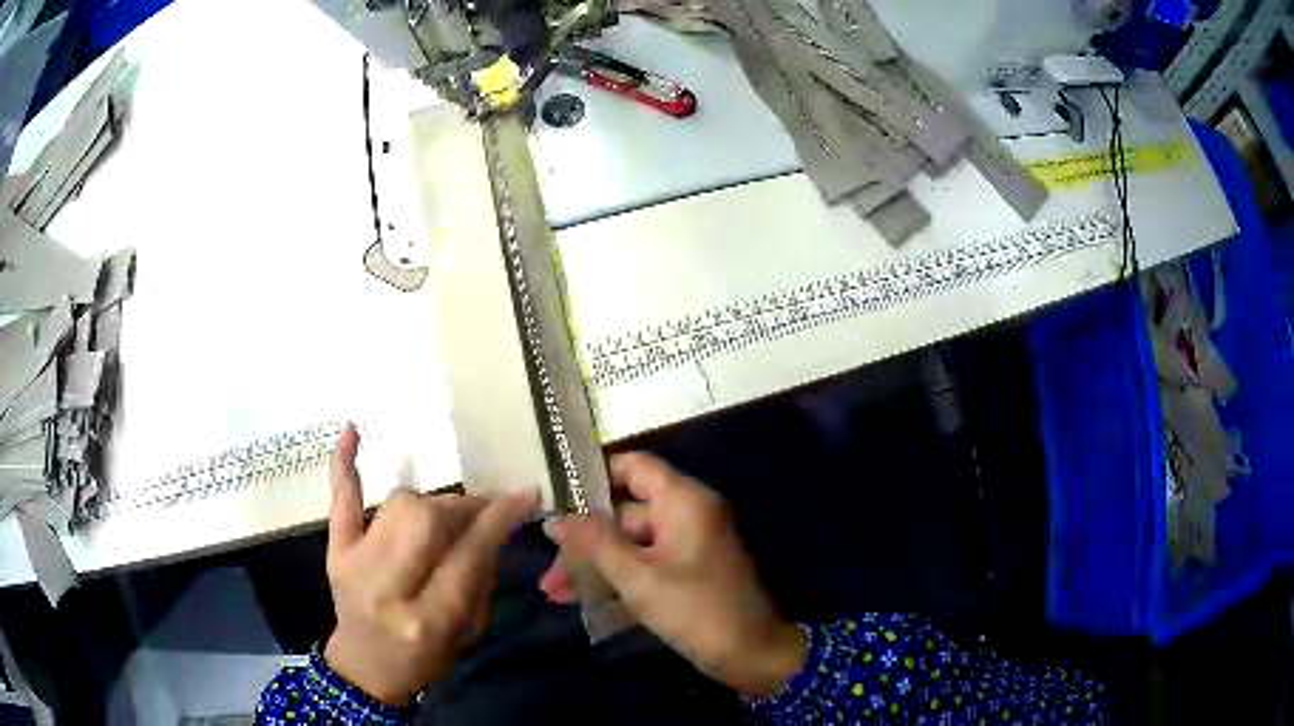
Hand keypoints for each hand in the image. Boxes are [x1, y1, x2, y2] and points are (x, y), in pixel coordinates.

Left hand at [324, 424, 537, 705]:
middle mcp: (387, 588)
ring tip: (444, 516)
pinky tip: (353, 430)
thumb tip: (495, 522)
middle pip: (428, 520)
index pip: (467, 555)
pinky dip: (345, 464)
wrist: (366, 667)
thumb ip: (480, 576)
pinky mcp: (335, 551)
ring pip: (400, 506)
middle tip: (482, 510)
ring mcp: (354, 564)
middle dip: (464, 507)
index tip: (524, 494)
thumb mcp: (468, 631)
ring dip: (431, 503)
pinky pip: (340, 500)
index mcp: (427, 618)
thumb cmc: (426, 657)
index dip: (498, 519)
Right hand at [540, 452, 806, 696]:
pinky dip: (616, 578)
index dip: (593, 476)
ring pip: (630, 543)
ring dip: (594, 566)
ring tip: (553, 592)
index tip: (554, 497)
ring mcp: (687, 544)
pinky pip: (644, 564)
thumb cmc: (696, 610)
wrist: (751, 654)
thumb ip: (595, 544)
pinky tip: (580, 601)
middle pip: (624, 513)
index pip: (634, 466)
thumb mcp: (639, 578)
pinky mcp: (686, 571)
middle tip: (547, 569)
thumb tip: (556, 519)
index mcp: (684, 501)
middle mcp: (686, 514)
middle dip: (583, 541)